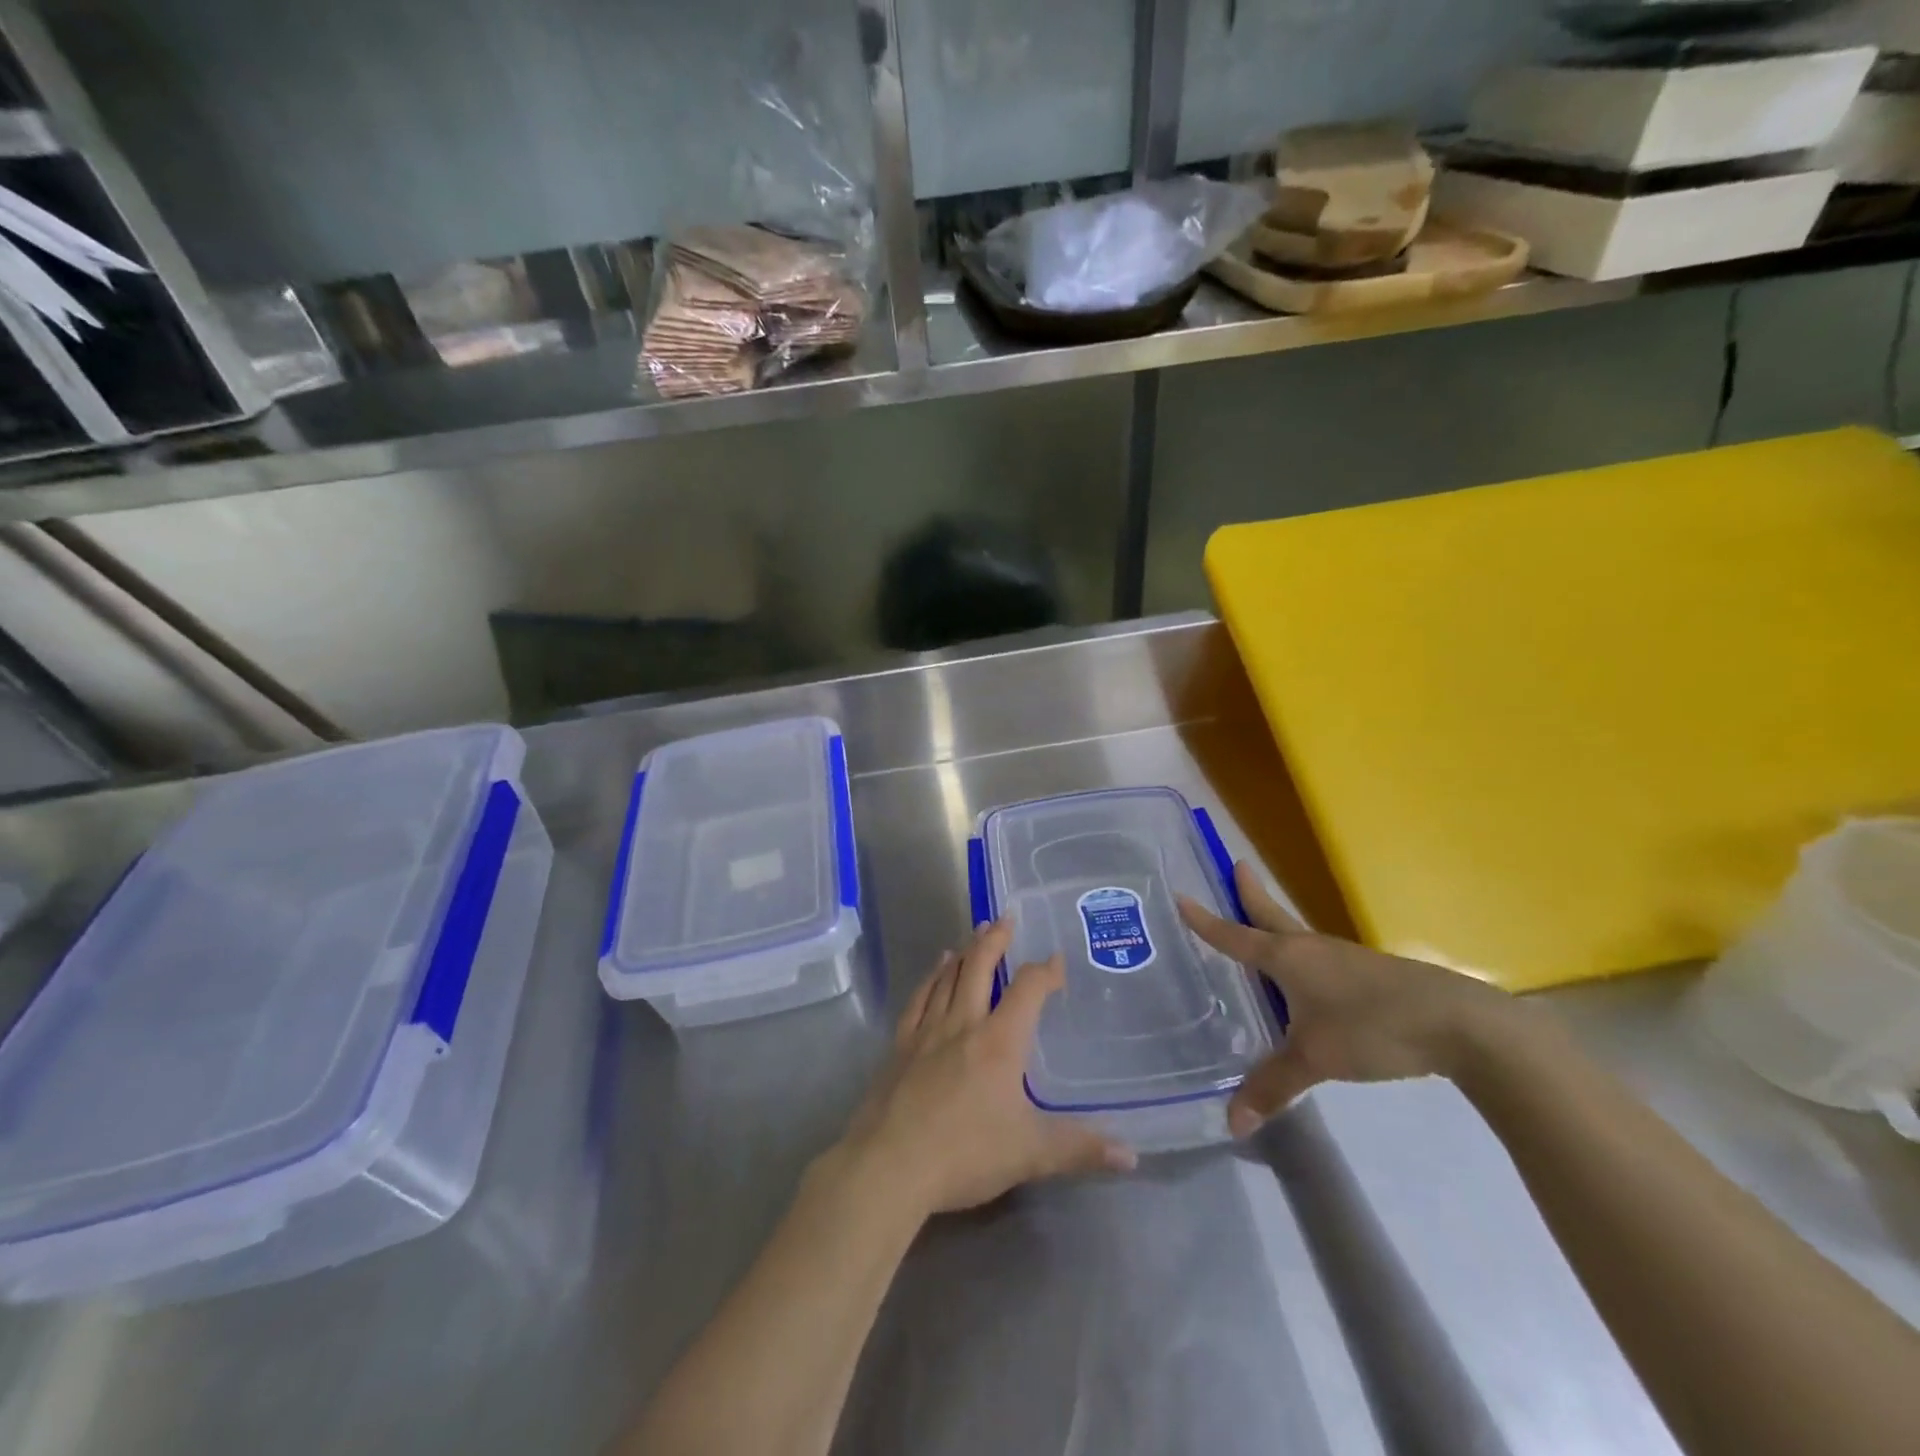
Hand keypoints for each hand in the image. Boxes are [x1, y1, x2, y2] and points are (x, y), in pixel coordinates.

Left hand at [838, 921, 1137, 1219]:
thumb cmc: (965, 1153)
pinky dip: (931, 977)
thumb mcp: (1031, 1154)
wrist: (890, 1165)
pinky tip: (936, 968)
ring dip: (965, 952)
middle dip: (996, 940)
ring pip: (949, 977)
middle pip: (980, 967)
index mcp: (1000, 1042)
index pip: (1028, 990)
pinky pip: (919, 998)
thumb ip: (1080, 1149)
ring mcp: (927, 1031)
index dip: (1045, 972)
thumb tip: (1132, 1155)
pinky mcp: (900, 1045)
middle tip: (1005, 917)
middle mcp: (964, 1023)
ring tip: (975, 934)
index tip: (1056, 960)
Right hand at [1178, 862, 1519, 1135]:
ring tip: (1260, 926)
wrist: (1458, 1023)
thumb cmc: (1372, 1027)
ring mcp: (1343, 958)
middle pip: (1271, 915)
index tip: (1180, 896)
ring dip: (1276, 923)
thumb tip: (1231, 1124)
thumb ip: (1272, 1087)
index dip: (1206, 921)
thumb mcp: (1315, 1059)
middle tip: (1235, 865)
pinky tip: (1307, 978)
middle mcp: (1311, 948)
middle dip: (1250, 892)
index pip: (1235, 936)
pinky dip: (1301, 955)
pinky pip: (1320, 957)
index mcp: (1288, 958)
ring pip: (1297, 934)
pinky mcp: (1369, 974)